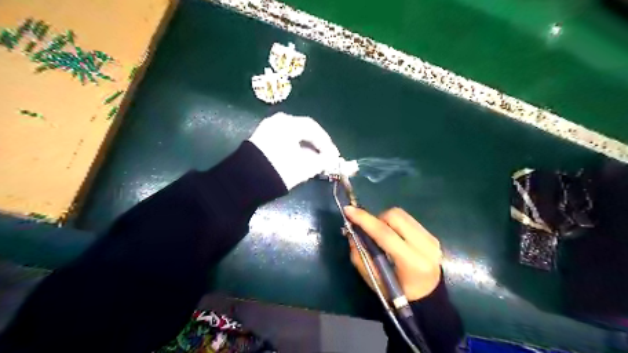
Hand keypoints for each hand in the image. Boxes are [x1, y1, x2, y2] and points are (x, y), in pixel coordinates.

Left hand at [247, 113, 341, 190]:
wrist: (247, 180)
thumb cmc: (280, 169)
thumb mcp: (305, 166)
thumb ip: (323, 161)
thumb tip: (333, 160)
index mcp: (289, 123)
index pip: (314, 130)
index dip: (327, 144)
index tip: (335, 156)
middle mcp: (278, 121)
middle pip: (304, 131)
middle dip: (317, 146)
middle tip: (326, 158)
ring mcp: (268, 128)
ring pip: (294, 136)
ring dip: (306, 147)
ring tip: (315, 161)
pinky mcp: (261, 139)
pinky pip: (284, 140)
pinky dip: (294, 148)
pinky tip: (300, 158)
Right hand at [343, 206, 440, 300]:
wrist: (428, 296)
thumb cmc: (398, 293)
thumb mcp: (374, 280)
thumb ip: (360, 256)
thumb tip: (351, 232)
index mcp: (412, 263)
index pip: (386, 234)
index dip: (365, 220)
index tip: (348, 210)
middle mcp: (425, 247)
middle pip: (395, 217)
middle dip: (377, 219)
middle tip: (370, 232)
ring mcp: (431, 239)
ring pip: (401, 215)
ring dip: (386, 220)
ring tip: (383, 235)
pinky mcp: (432, 235)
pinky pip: (408, 219)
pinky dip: (395, 224)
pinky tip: (395, 236)